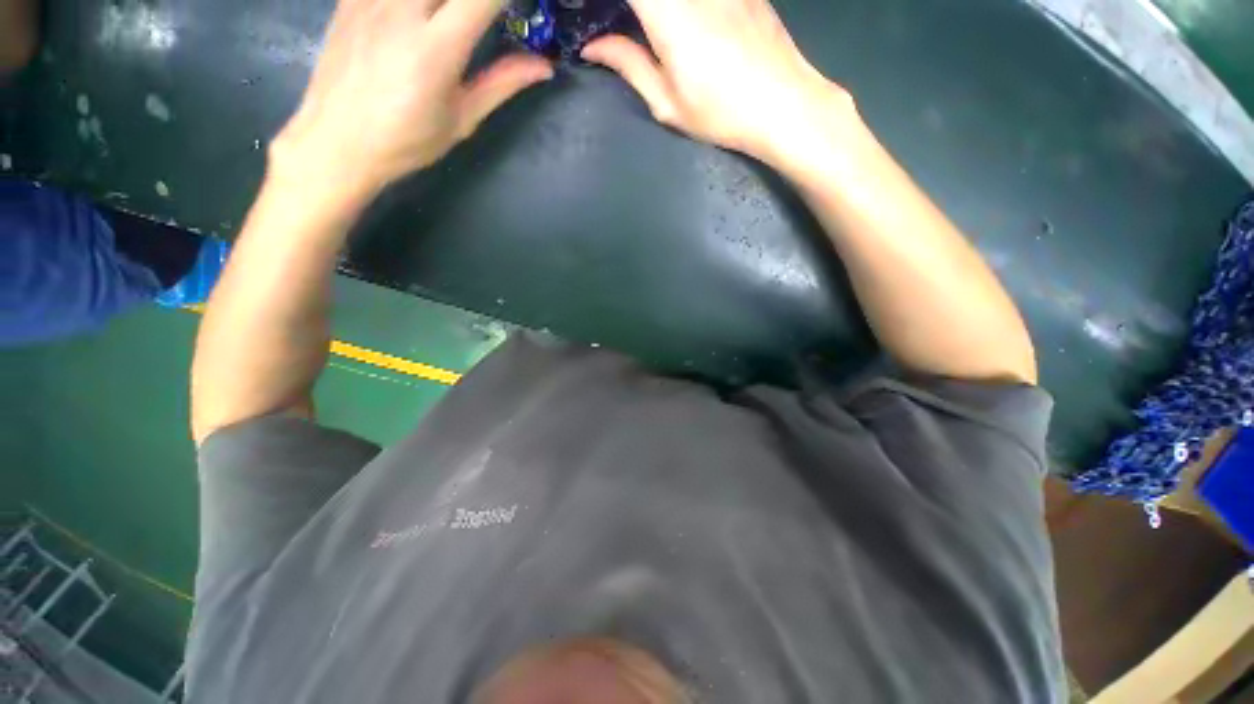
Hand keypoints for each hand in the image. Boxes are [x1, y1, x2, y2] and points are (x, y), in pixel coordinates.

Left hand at [271, 0, 553, 205]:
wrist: (335, 141)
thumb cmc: (406, 141)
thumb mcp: (461, 119)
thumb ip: (501, 83)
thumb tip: (543, 66)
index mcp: (435, 49)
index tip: (519, 10)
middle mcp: (401, 10)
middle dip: (478, 0)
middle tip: (486, 18)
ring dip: (446, 2)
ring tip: (455, 22)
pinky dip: (419, 2)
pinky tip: (421, 16)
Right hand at [581, 0, 857, 165]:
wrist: (783, 104)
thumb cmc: (720, 113)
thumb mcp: (667, 102)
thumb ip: (629, 65)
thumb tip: (592, 46)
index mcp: (668, 13)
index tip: (595, 13)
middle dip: (631, 7)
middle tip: (615, 21)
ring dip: (654, 8)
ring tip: (648, 29)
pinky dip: (678, 5)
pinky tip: (684, 24)